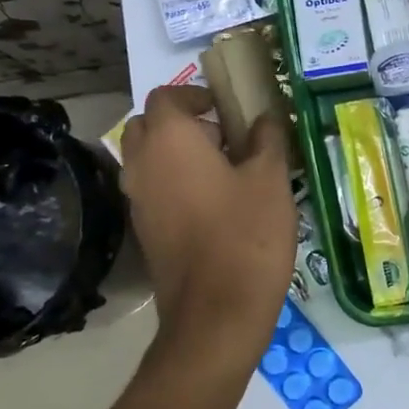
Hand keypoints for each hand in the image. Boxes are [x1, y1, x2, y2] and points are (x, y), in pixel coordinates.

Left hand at [119, 85, 296, 337]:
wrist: (216, 313)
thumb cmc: (247, 235)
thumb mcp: (270, 178)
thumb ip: (267, 138)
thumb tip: (264, 117)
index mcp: (170, 140)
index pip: (166, 96)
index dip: (194, 95)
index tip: (226, 108)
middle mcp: (143, 164)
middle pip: (148, 126)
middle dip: (181, 123)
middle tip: (223, 138)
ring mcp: (138, 200)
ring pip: (148, 159)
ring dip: (177, 154)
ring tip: (224, 172)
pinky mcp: (144, 230)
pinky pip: (153, 189)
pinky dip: (174, 183)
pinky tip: (214, 205)